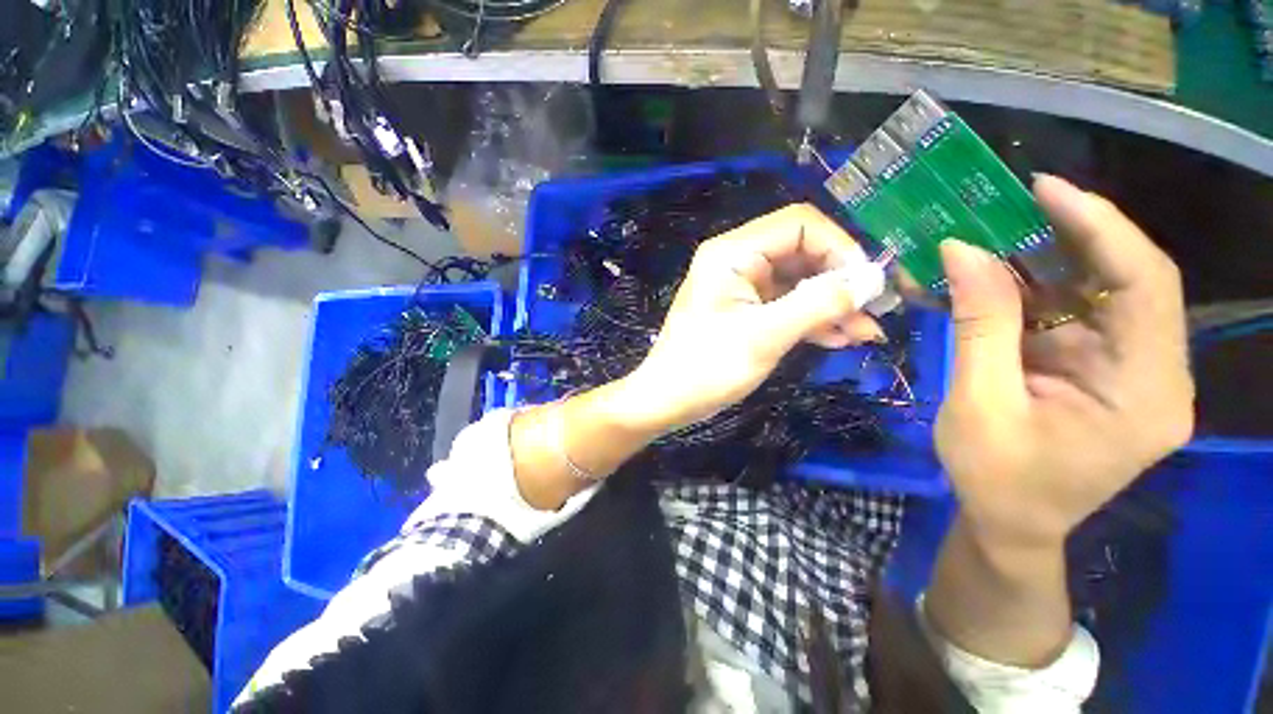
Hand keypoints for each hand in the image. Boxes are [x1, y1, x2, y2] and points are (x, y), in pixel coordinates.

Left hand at [615, 204, 885, 433]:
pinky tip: (838, 338)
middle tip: (872, 313)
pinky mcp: (744, 310)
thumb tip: (872, 279)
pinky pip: (785, 304)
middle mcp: (737, 260)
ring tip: (863, 333)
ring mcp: (741, 286)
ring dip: (831, 304)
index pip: (800, 224)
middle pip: (802, 252)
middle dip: (839, 281)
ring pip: (798, 281)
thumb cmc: (707, 368)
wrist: (668, 400)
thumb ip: (819, 303)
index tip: (868, 284)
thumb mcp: (765, 335)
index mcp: (733, 252)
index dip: (839, 247)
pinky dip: (811, 318)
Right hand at [935, 175, 1194, 548]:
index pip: (1147, 286)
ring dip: (1045, 262)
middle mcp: (1156, 374)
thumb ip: (979, 325)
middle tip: (1010, 207)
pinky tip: (995, 279)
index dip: (1101, 227)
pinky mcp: (1103, 371)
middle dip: (1070, 237)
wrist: (1011, 523)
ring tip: (993, 238)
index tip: (1044, 190)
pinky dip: (1034, 291)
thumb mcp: (979, 404)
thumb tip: (963, 251)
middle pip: (1129, 281)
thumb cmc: (997, 479)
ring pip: (1100, 293)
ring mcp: (1131, 371)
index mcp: (1146, 393)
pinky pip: (1075, 314)